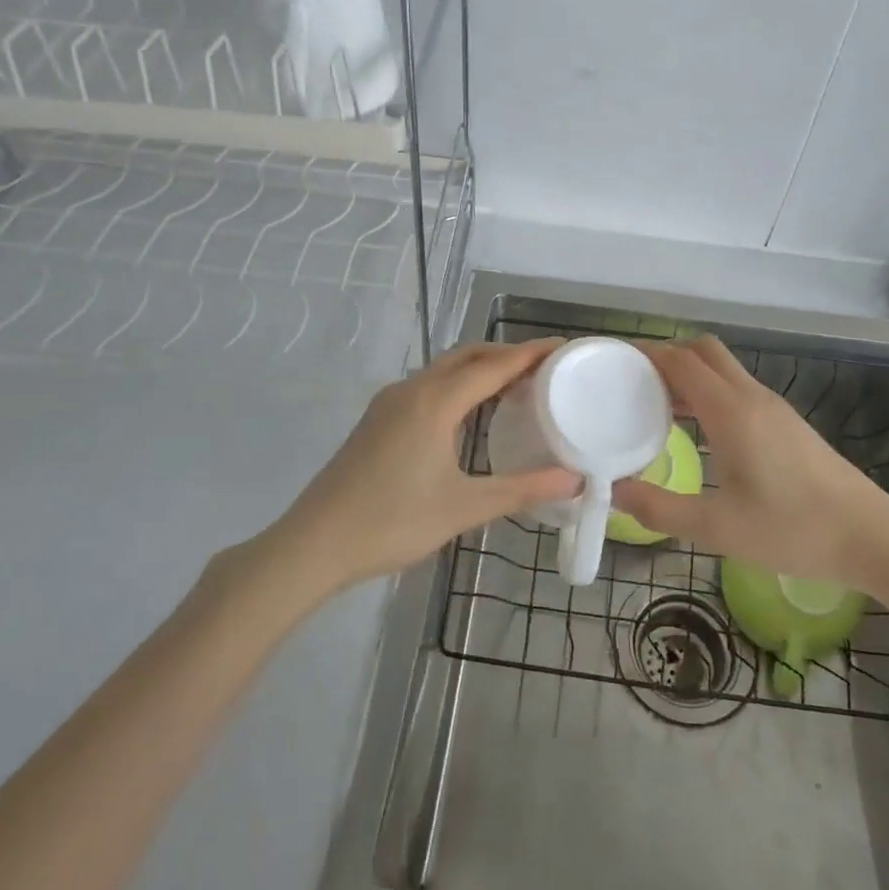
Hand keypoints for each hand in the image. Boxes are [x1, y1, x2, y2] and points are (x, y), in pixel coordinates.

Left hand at [266, 339, 579, 593]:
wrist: (315, 543)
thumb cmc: (393, 522)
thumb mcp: (464, 508)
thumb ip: (521, 489)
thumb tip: (573, 480)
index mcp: (435, 401)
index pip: (494, 365)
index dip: (531, 353)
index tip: (565, 347)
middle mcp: (412, 390)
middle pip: (467, 356)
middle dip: (507, 355)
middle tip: (546, 368)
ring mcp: (390, 402)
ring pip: (444, 369)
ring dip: (481, 369)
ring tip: (517, 387)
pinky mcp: (377, 419)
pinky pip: (428, 386)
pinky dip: (458, 385)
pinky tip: (471, 412)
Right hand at [611, 336, 888, 594]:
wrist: (872, 537)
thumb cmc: (794, 530)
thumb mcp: (718, 528)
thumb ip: (661, 509)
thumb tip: (615, 491)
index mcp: (731, 412)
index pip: (681, 361)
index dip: (646, 353)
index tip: (615, 361)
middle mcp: (752, 397)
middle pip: (704, 351)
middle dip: (667, 355)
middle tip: (634, 380)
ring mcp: (774, 408)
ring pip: (724, 369)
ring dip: (689, 373)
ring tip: (655, 403)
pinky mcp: (787, 423)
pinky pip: (738, 388)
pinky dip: (709, 391)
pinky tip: (698, 428)